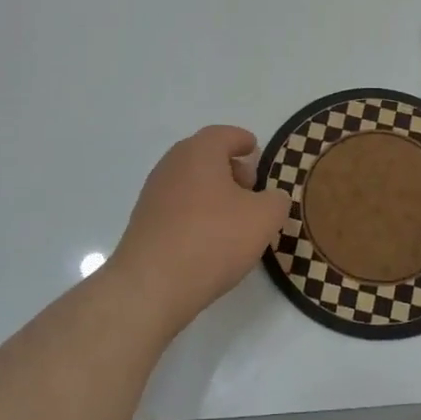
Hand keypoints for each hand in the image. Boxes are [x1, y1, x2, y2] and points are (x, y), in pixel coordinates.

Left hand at [106, 125, 292, 328]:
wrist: (151, 285)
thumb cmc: (213, 239)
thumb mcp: (264, 218)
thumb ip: (276, 200)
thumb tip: (271, 198)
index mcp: (199, 152)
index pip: (224, 134)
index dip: (243, 140)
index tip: (255, 150)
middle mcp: (172, 164)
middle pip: (205, 155)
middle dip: (230, 167)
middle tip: (250, 188)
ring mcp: (153, 193)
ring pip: (190, 181)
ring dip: (213, 191)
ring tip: (234, 219)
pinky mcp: (144, 221)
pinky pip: (177, 205)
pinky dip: (196, 211)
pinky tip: (209, 238)